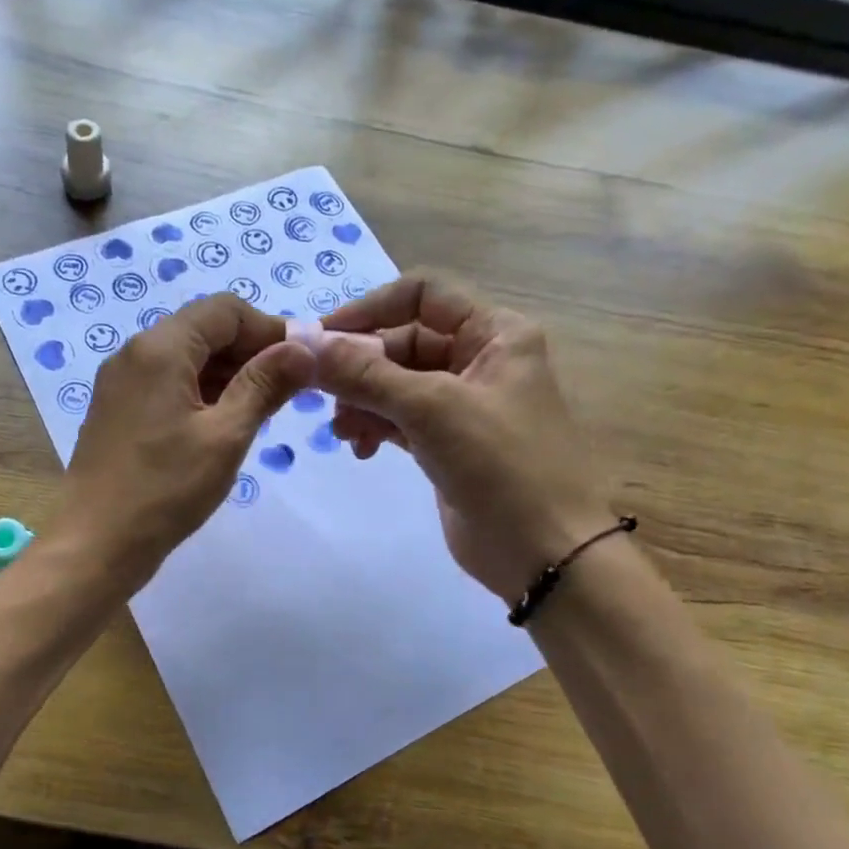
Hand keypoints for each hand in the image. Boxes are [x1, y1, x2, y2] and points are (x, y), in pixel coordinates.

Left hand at [50, 295, 313, 588]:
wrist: (95, 543)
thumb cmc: (165, 489)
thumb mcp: (226, 436)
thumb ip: (265, 385)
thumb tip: (304, 348)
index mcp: (160, 348)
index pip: (225, 310)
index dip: (269, 329)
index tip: (302, 362)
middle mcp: (135, 352)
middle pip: (204, 329)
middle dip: (250, 351)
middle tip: (287, 390)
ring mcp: (121, 381)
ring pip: (186, 356)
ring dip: (227, 373)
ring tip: (261, 410)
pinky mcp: (117, 408)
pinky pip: (167, 382)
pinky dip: (201, 391)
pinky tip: (223, 424)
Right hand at [316, 273, 612, 599]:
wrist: (543, 553)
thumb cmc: (501, 465)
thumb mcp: (432, 409)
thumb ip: (366, 374)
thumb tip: (305, 344)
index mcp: (495, 333)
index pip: (422, 295)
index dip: (369, 310)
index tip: (321, 339)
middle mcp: (480, 358)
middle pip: (402, 343)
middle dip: (361, 369)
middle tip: (322, 397)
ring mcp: (464, 403)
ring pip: (396, 384)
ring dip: (362, 402)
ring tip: (345, 434)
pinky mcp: (448, 442)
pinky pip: (400, 419)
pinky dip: (376, 428)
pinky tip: (362, 451)